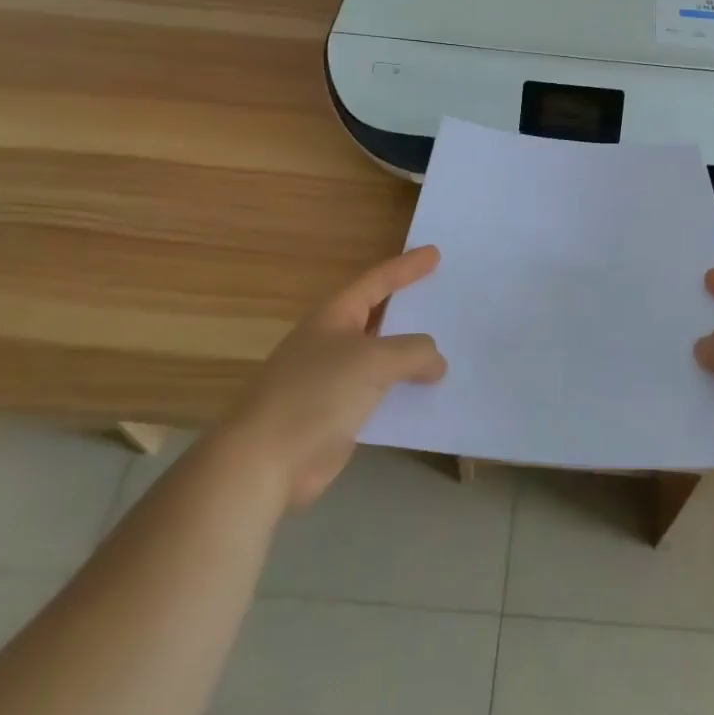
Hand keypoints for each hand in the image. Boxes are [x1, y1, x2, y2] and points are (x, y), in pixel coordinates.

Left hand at [229, 246, 447, 509]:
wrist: (264, 461)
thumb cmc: (316, 394)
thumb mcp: (374, 361)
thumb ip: (413, 352)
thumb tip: (436, 362)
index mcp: (334, 316)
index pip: (377, 281)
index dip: (407, 267)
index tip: (435, 253)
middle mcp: (332, 342)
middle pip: (379, 317)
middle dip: (410, 309)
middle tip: (444, 297)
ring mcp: (332, 380)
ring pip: (382, 359)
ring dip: (411, 356)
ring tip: (449, 349)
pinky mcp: (336, 416)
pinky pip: (379, 395)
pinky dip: (403, 393)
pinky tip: (429, 397)